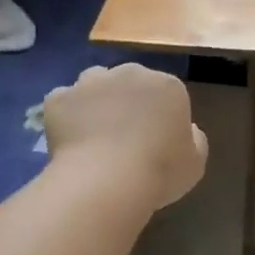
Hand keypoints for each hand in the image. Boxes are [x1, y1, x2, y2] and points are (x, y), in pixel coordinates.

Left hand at [43, 63, 208, 210]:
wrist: (107, 180)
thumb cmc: (160, 172)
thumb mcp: (195, 162)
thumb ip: (194, 139)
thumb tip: (186, 130)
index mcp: (167, 86)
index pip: (166, 93)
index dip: (161, 117)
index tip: (157, 142)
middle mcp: (129, 73)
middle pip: (129, 82)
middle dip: (128, 103)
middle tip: (125, 137)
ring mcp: (90, 83)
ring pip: (93, 84)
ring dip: (96, 102)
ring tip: (95, 135)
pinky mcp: (59, 98)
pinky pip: (64, 103)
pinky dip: (66, 117)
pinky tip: (71, 142)